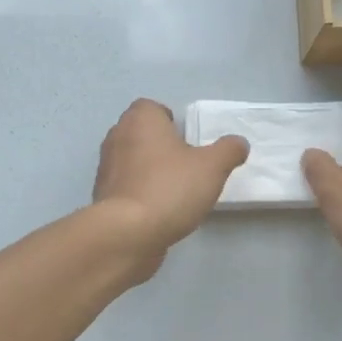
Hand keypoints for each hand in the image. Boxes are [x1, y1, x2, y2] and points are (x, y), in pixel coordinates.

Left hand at [93, 99, 248, 272]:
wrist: (128, 233)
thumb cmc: (170, 188)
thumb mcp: (212, 167)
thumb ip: (228, 150)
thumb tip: (239, 143)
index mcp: (141, 120)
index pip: (150, 107)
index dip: (168, 119)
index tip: (186, 139)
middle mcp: (117, 137)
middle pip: (139, 132)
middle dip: (159, 144)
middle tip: (184, 163)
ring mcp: (106, 167)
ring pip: (131, 159)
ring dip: (148, 169)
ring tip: (174, 189)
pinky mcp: (102, 196)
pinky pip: (125, 186)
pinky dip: (138, 192)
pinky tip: (157, 210)